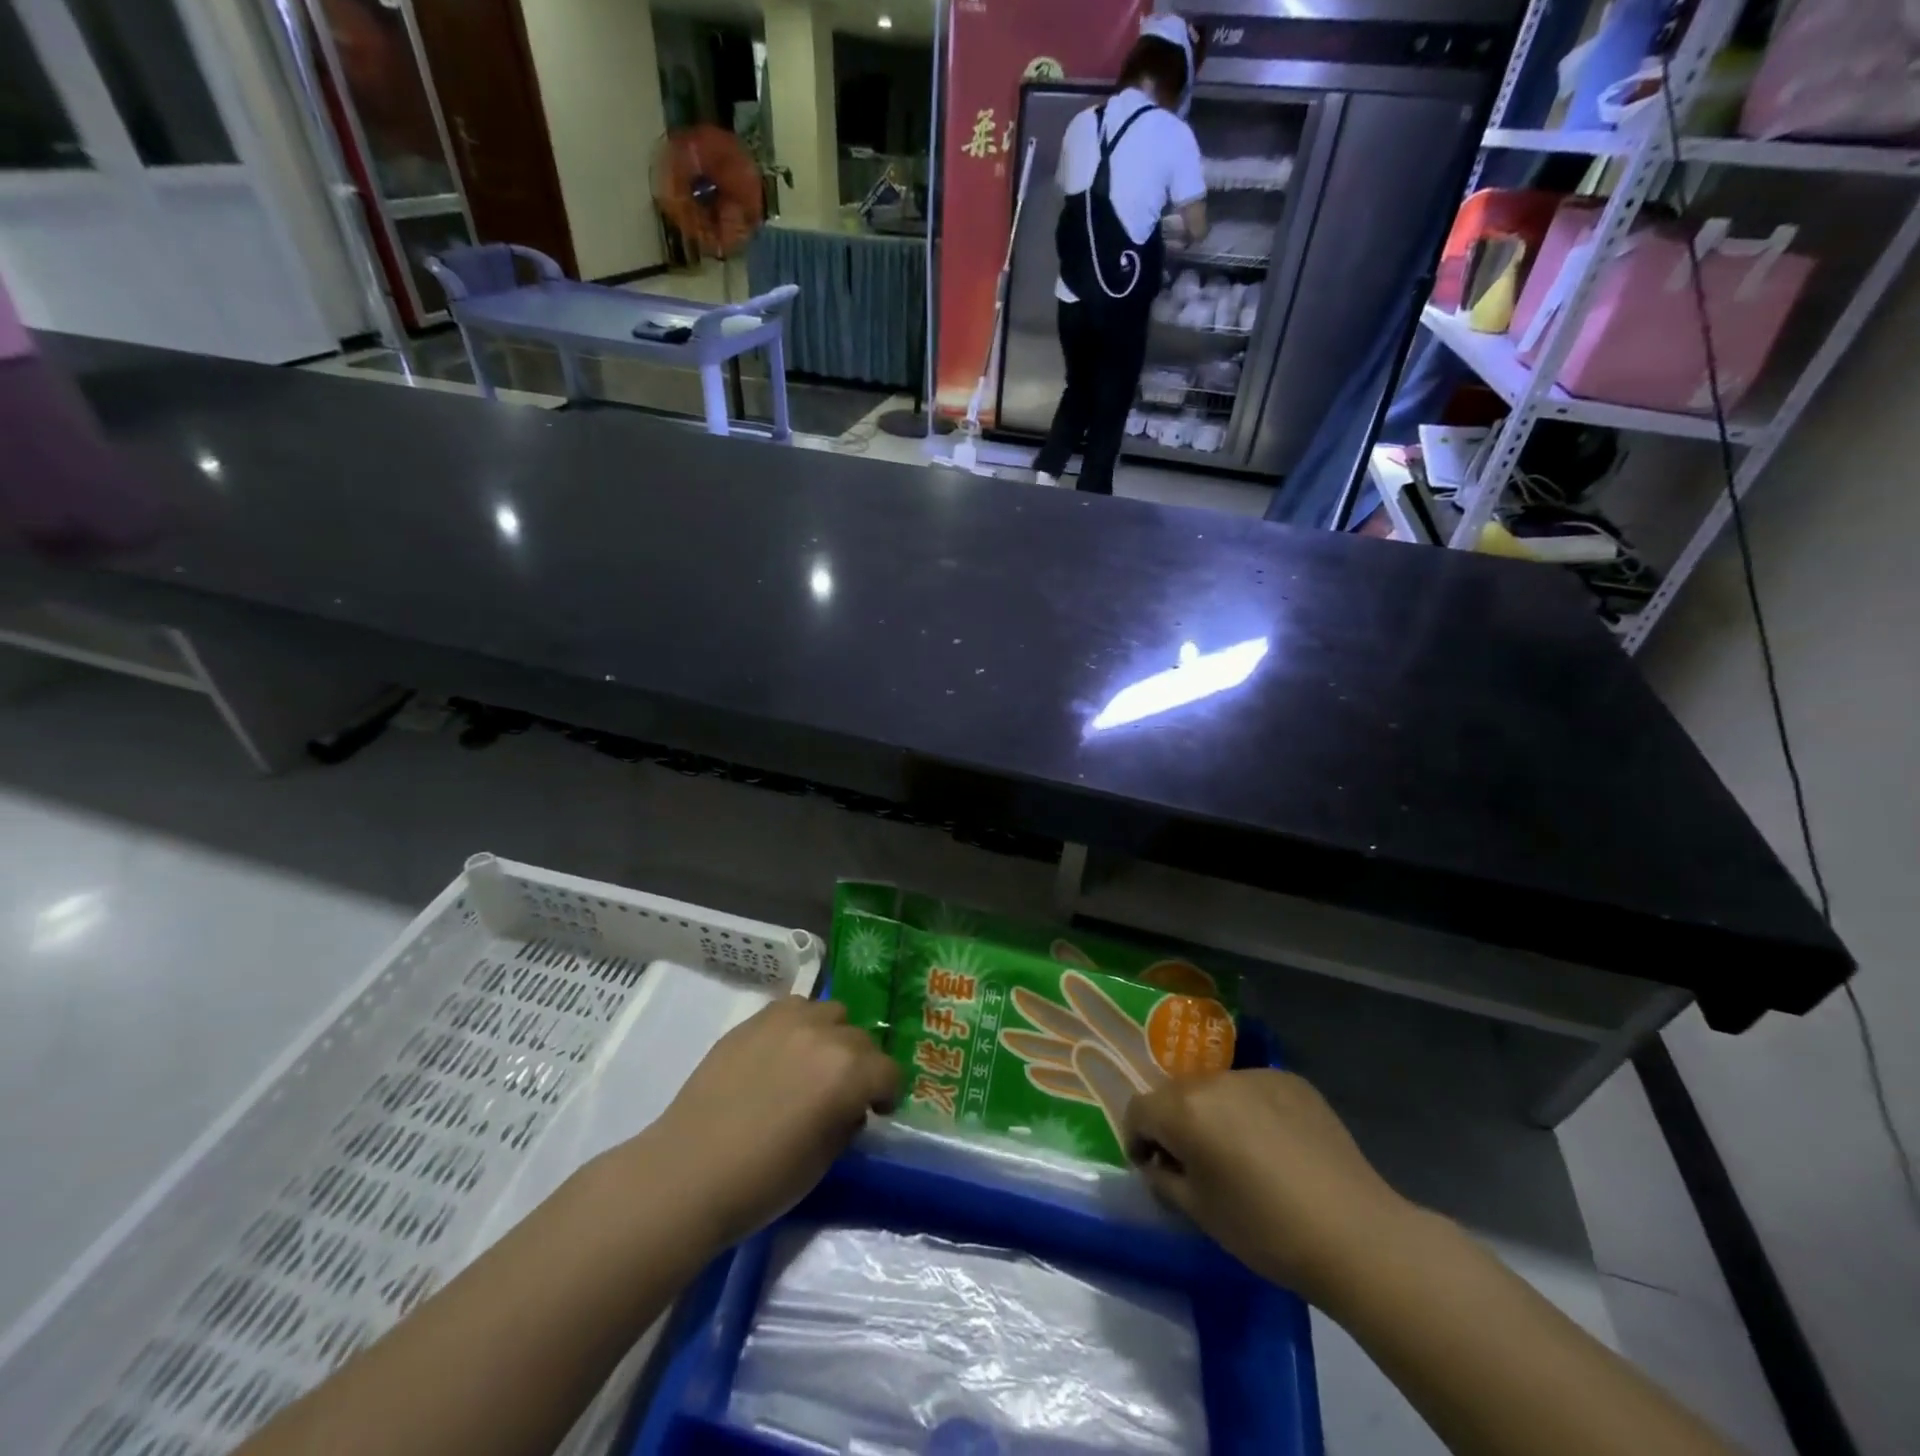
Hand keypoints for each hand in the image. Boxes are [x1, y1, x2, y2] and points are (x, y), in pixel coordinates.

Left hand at [630, 997, 898, 1249]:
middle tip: (842, 1094)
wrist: (688, 1172)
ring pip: (831, 1013)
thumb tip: (850, 1106)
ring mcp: (787, 1021)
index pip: (888, 1071)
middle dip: (861, 1066)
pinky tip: (783, 1053)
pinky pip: (794, 1008)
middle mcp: (825, 1035)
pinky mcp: (754, 1020)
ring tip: (813, 1064)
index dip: (886, 1094)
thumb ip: (847, 1120)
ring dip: (832, 1036)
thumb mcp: (824, 1160)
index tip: (875, 1111)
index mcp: (849, 1073)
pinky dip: (800, 1025)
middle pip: (862, 1039)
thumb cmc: (763, 1180)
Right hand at [1125, 1070, 1411, 1303]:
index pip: (1139, 1108)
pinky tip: (1276, 1147)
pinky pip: (1254, 1090)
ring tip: (1240, 1155)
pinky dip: (1252, 1111)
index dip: (1137, 1138)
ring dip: (1215, 1114)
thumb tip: (1158, 1162)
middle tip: (1195, 1163)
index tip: (1152, 1166)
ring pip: (1216, 1089)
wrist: (1355, 1235)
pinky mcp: (1292, 1080)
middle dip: (1176, 1123)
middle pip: (1176, 1094)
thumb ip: (1165, 1178)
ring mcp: (1256, 1075)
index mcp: (1185, 1109)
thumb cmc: (1266, 1231)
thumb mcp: (1200, 1213)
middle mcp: (1214, 1079)